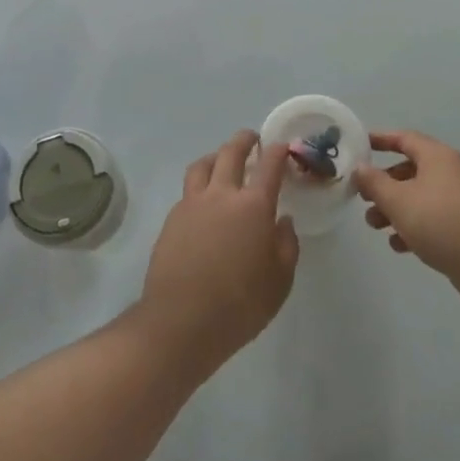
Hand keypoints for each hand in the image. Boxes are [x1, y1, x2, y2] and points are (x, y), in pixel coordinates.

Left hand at [136, 131, 299, 374]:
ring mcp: (193, 203)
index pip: (269, 165)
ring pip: (204, 164)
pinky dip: (200, 184)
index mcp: (253, 206)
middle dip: (245, 140)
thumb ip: (286, 246)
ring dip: (217, 155)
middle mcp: (222, 194)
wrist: (181, 321)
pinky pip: (189, 189)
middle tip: (252, 139)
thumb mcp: (279, 282)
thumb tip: (282, 221)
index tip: (283, 146)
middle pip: (231, 152)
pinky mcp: (172, 218)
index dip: (278, 151)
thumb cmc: (239, 305)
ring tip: (223, 160)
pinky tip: (205, 200)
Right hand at [353, 131, 459, 304]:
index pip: (404, 138)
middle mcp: (451, 172)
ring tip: (375, 227)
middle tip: (364, 197)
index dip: (380, 140)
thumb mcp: (398, 201)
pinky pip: (433, 217)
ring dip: (395, 208)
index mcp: (437, 156)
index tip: (360, 145)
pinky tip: (399, 246)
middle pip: (410, 169)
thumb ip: (374, 182)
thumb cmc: (440, 223)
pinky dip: (414, 226)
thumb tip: (360, 167)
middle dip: (384, 184)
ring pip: (419, 196)